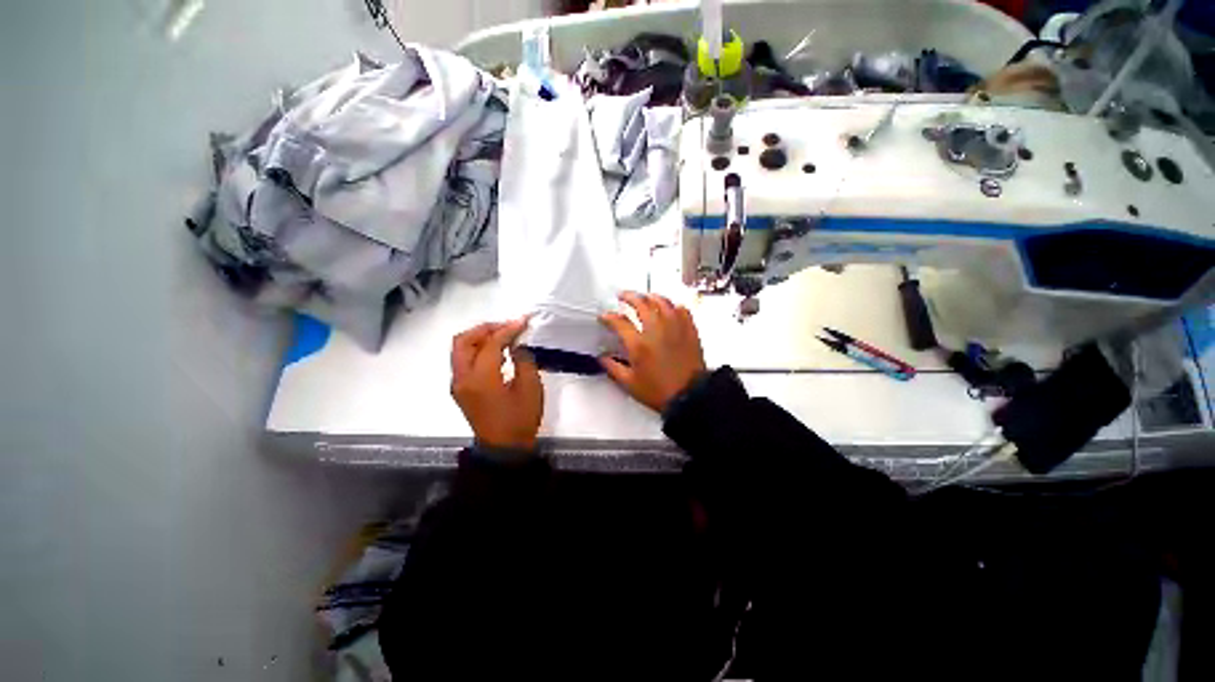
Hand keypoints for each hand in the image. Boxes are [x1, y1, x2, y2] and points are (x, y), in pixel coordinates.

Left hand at [450, 319, 543, 449]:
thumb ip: (523, 360)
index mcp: (481, 378)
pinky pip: (464, 361)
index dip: (508, 329)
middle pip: (464, 341)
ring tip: (503, 336)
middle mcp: (462, 378)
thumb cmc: (520, 419)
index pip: (490, 343)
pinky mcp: (461, 390)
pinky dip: (477, 350)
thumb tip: (516, 346)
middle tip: (506, 326)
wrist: (504, 450)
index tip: (523, 321)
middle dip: (485, 328)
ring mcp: (458, 385)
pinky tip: (496, 353)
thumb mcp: (530, 388)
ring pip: (461, 350)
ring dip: (480, 338)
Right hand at [599, 292, 706, 412]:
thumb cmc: (658, 392)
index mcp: (639, 344)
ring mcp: (675, 328)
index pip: (619, 322)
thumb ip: (613, 368)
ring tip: (645, 296)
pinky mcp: (689, 331)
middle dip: (629, 297)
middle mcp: (656, 331)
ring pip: (662, 303)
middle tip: (623, 296)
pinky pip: (682, 311)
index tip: (604, 317)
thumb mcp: (630, 384)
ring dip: (651, 297)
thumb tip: (602, 357)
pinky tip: (670, 308)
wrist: (689, 397)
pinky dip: (674, 306)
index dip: (608, 317)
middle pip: (641, 304)